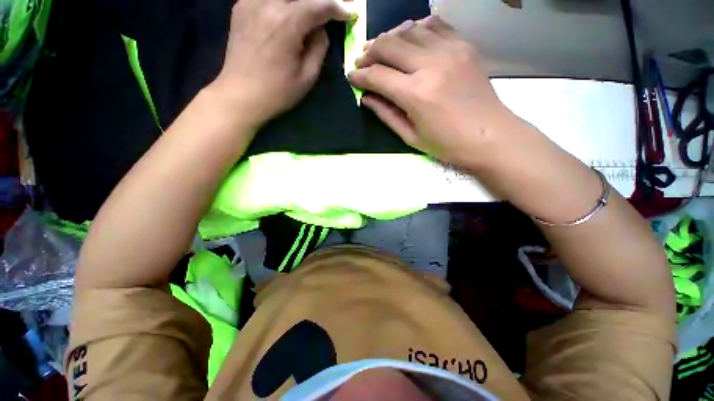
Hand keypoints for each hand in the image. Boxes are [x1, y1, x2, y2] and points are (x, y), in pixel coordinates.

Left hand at [212, 0, 353, 129]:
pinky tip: (287, 11)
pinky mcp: (241, 6)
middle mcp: (268, 3)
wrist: (240, 95)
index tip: (350, 12)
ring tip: (310, 12)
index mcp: (287, 23)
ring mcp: (250, 1)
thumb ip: (319, 48)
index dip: (338, 7)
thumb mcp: (307, 77)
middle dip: (321, 0)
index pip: (319, 5)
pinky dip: (282, 1)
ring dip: (300, 1)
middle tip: (331, 9)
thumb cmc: (277, 92)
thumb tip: (321, 29)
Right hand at [348, 16, 516, 167]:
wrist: (490, 136)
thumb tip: (366, 98)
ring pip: (409, 29)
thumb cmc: (447, 144)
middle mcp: (430, 65)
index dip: (360, 75)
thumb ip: (386, 114)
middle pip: (389, 45)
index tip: (351, 77)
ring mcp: (450, 50)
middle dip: (369, 53)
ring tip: (382, 49)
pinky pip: (434, 24)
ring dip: (390, 38)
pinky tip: (410, 39)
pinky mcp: (463, 45)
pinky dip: (416, 28)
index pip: (377, 76)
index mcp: (416, 94)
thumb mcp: (411, 137)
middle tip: (362, 61)